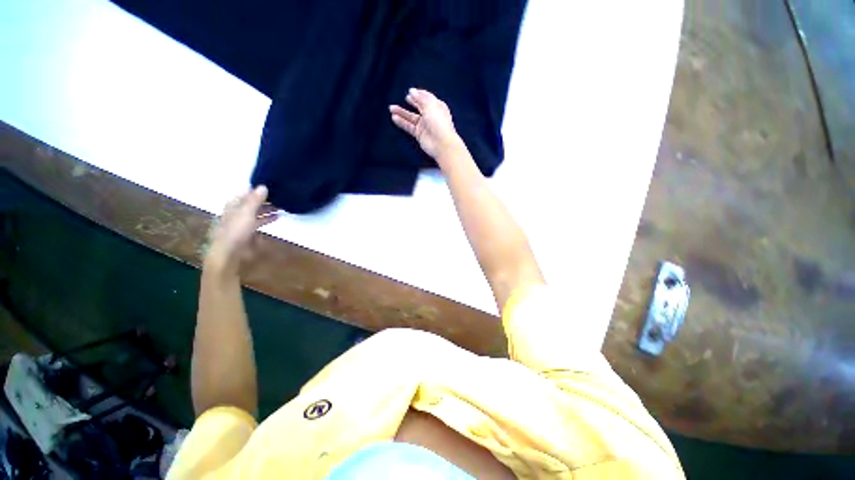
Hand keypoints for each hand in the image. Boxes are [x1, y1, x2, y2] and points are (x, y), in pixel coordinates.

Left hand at [205, 186, 278, 275]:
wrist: (230, 251)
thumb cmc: (236, 230)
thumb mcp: (247, 212)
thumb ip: (255, 199)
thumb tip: (264, 186)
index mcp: (234, 204)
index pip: (246, 192)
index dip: (257, 189)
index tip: (271, 186)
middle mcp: (238, 211)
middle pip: (252, 202)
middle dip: (265, 199)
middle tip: (280, 196)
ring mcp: (243, 221)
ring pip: (257, 211)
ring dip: (268, 209)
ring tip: (281, 207)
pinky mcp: (248, 231)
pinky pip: (259, 221)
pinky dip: (267, 218)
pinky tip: (277, 218)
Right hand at [390, 88, 462, 159]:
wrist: (442, 144)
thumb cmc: (439, 123)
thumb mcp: (430, 106)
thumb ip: (420, 98)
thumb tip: (412, 91)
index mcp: (437, 106)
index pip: (427, 98)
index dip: (419, 94)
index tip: (410, 91)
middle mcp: (430, 115)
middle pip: (419, 107)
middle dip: (411, 102)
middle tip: (403, 98)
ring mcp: (424, 125)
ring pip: (411, 117)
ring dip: (402, 113)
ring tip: (391, 108)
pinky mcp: (419, 134)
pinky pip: (409, 127)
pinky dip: (402, 122)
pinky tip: (394, 118)